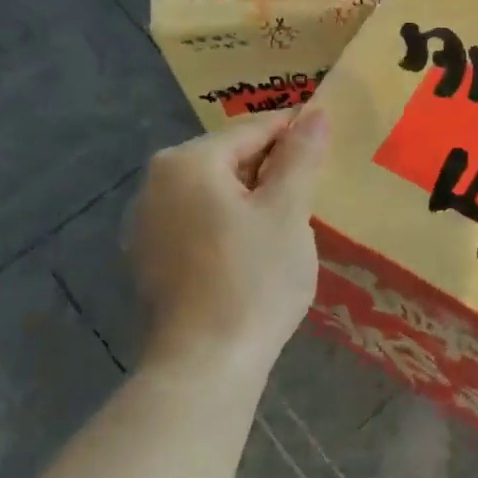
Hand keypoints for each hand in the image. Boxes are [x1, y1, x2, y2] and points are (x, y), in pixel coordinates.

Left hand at [125, 106, 330, 382]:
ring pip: (215, 192)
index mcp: (187, 162)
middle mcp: (156, 183)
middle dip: (273, 169)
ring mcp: (147, 223)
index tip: (330, 145)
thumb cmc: (253, 278)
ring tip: (291, 222)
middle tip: (314, 193)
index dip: (296, 134)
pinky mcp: (150, 259)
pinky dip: (230, 224)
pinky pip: (200, 221)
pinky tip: (256, 251)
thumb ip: (301, 156)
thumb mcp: (287, 211)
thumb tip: (316, 112)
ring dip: (254, 198)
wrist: (205, 365)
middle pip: (230, 158)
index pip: (253, 130)